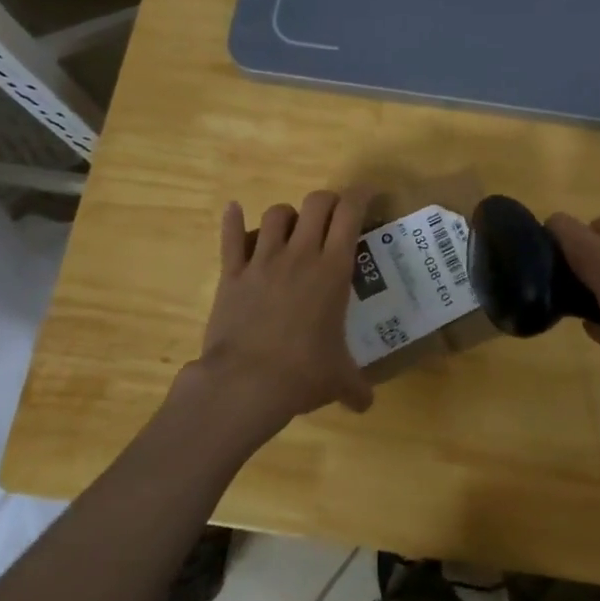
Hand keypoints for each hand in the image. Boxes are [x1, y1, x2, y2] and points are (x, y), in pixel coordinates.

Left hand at [195, 188, 374, 432]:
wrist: (246, 383)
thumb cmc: (302, 374)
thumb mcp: (338, 380)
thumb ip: (355, 387)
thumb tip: (366, 404)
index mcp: (332, 270)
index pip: (350, 213)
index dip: (361, 196)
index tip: (369, 195)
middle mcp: (300, 255)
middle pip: (316, 203)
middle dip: (328, 202)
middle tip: (334, 216)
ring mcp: (262, 260)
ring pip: (276, 214)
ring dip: (288, 216)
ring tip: (292, 229)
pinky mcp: (232, 274)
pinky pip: (230, 237)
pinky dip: (232, 220)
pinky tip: (233, 210)